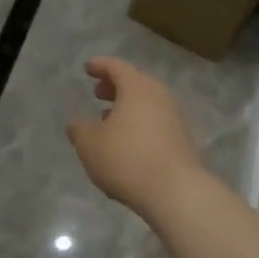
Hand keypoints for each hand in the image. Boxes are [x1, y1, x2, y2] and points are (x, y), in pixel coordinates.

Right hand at [66, 57, 204, 214]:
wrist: (175, 191)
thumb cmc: (126, 159)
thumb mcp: (90, 145)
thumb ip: (80, 130)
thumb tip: (76, 123)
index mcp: (137, 88)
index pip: (117, 67)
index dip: (100, 66)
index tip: (88, 68)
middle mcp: (160, 96)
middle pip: (136, 82)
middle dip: (115, 86)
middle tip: (98, 93)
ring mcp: (175, 117)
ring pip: (148, 102)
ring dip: (128, 105)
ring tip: (109, 118)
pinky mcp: (182, 138)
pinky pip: (157, 119)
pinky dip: (140, 121)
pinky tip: (128, 139)